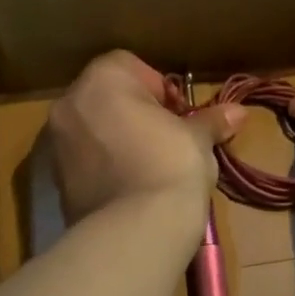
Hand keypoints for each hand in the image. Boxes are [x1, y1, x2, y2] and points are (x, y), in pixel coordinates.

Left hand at [48, 52, 245, 223]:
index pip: (128, 65)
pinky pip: (84, 161)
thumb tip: (238, 112)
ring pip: (93, 129)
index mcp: (102, 80)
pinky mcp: (56, 181)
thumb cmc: (170, 165)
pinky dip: (105, 166)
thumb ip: (211, 120)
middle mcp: (70, 105)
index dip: (158, 87)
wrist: (135, 231)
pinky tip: (132, 187)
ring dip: (118, 139)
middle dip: (135, 112)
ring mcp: (56, 144)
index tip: (178, 114)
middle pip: (106, 96)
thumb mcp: (198, 139)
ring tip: (150, 164)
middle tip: (167, 137)